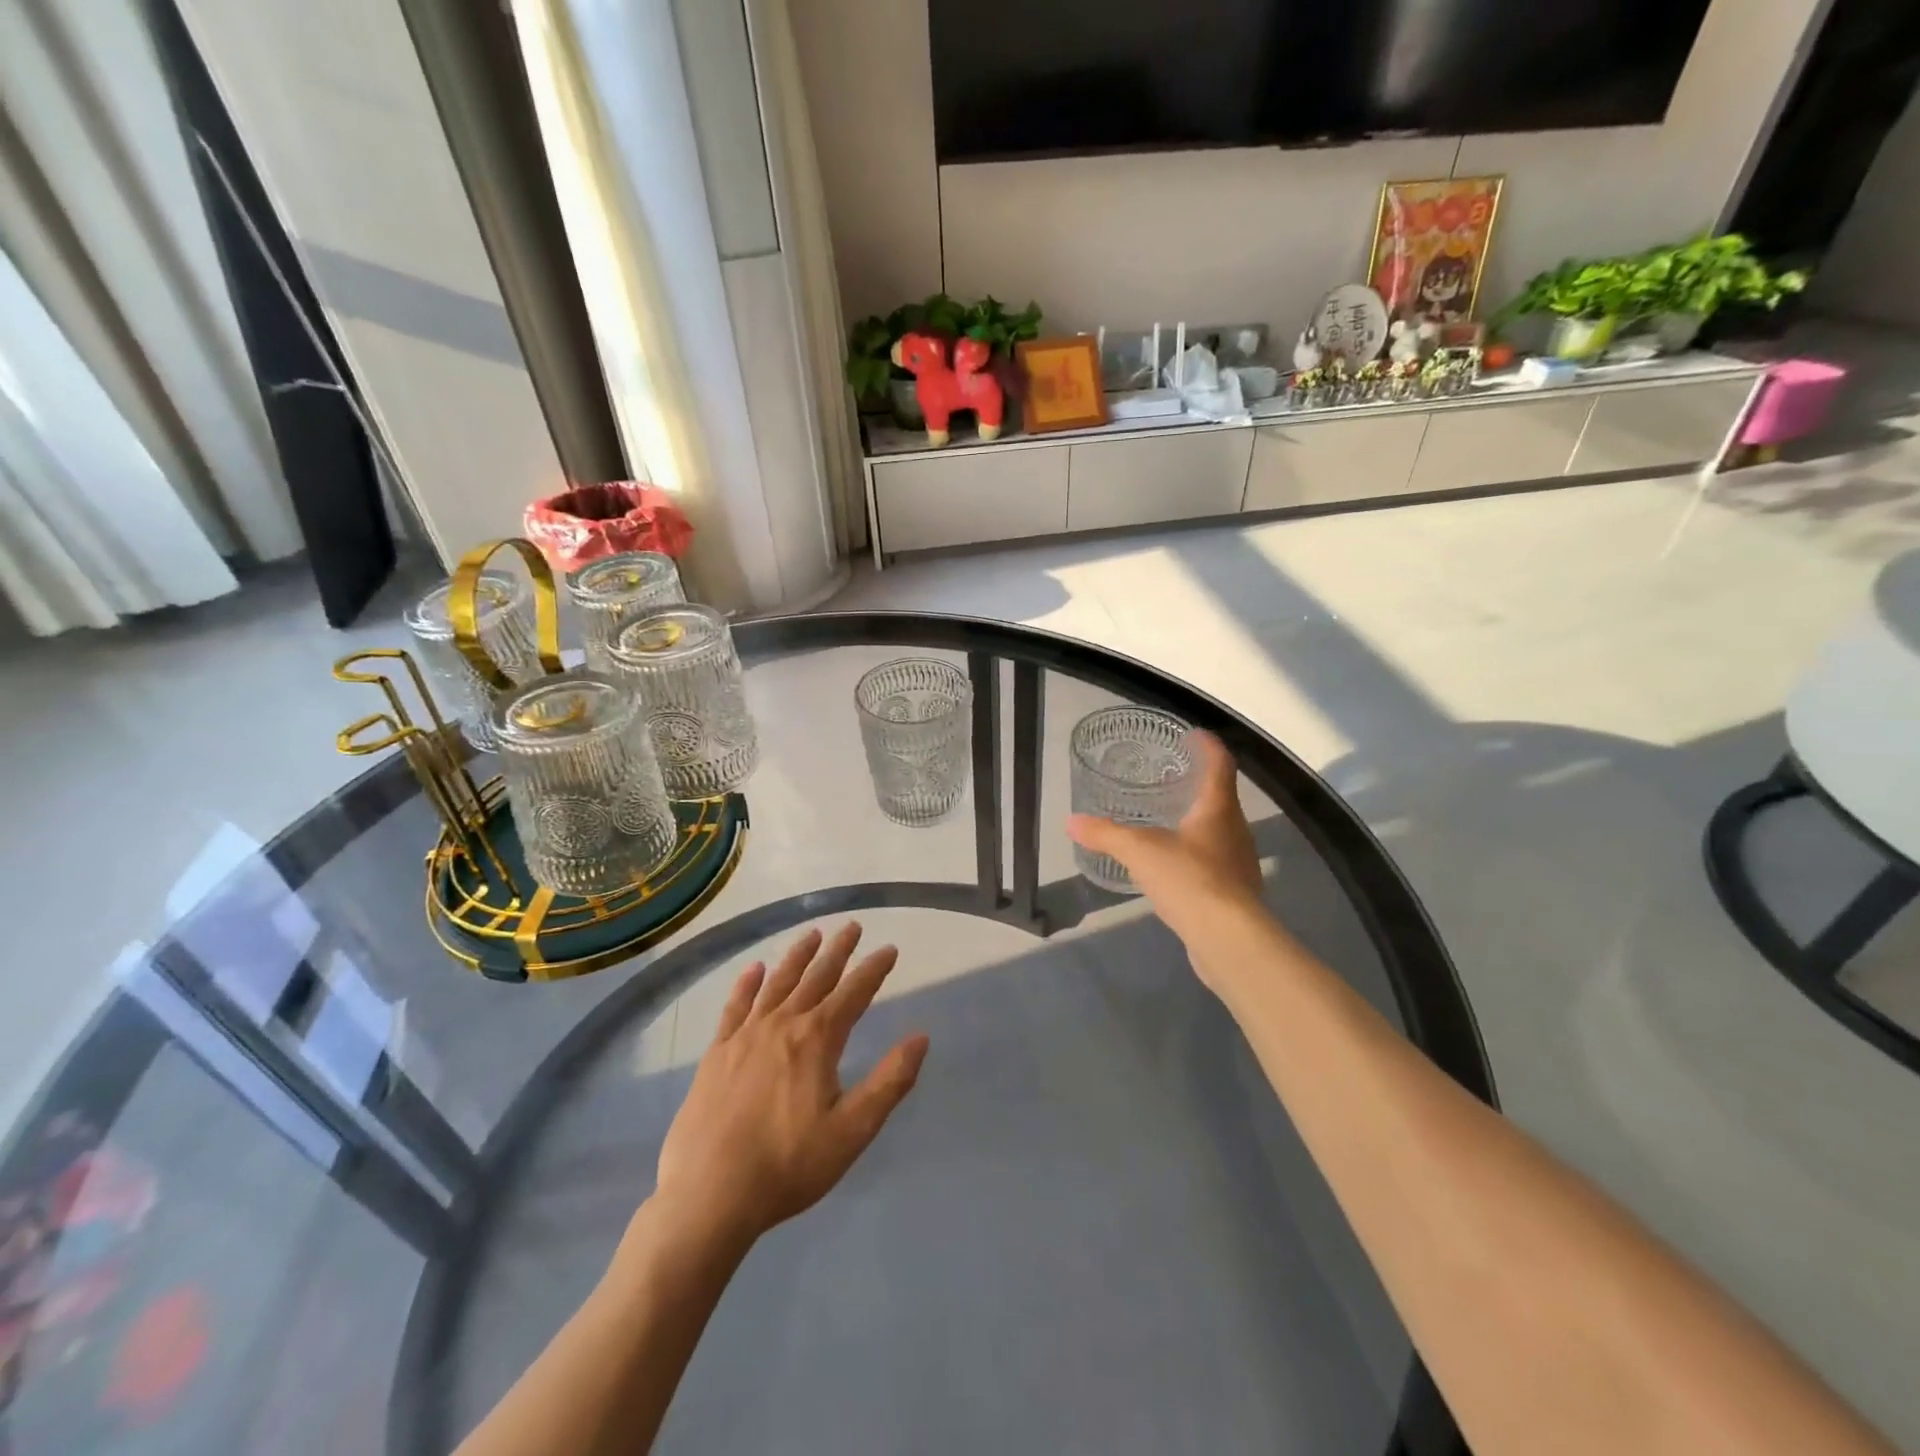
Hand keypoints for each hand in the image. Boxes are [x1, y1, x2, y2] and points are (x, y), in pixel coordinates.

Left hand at [653, 923, 928, 1247]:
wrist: (709, 1195)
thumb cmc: (788, 1165)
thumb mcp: (852, 1131)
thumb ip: (890, 1081)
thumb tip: (921, 1037)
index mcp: (818, 1039)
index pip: (854, 993)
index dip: (874, 969)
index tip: (889, 949)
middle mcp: (783, 1024)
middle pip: (816, 977)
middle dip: (838, 950)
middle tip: (852, 926)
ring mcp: (745, 1035)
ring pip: (777, 983)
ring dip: (797, 956)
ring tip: (812, 934)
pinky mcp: (717, 1052)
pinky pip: (735, 1006)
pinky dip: (747, 984)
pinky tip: (753, 970)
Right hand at [1067, 730, 1263, 952]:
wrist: (1228, 938)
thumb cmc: (1189, 879)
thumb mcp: (1139, 851)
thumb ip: (1105, 834)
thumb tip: (1072, 822)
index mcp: (1218, 808)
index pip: (1220, 764)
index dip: (1208, 746)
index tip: (1193, 734)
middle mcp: (1236, 830)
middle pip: (1221, 797)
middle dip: (1198, 786)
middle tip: (1170, 779)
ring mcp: (1240, 863)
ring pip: (1219, 832)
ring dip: (1198, 822)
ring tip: (1169, 821)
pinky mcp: (1237, 893)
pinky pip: (1216, 863)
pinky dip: (1197, 856)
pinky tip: (1175, 868)